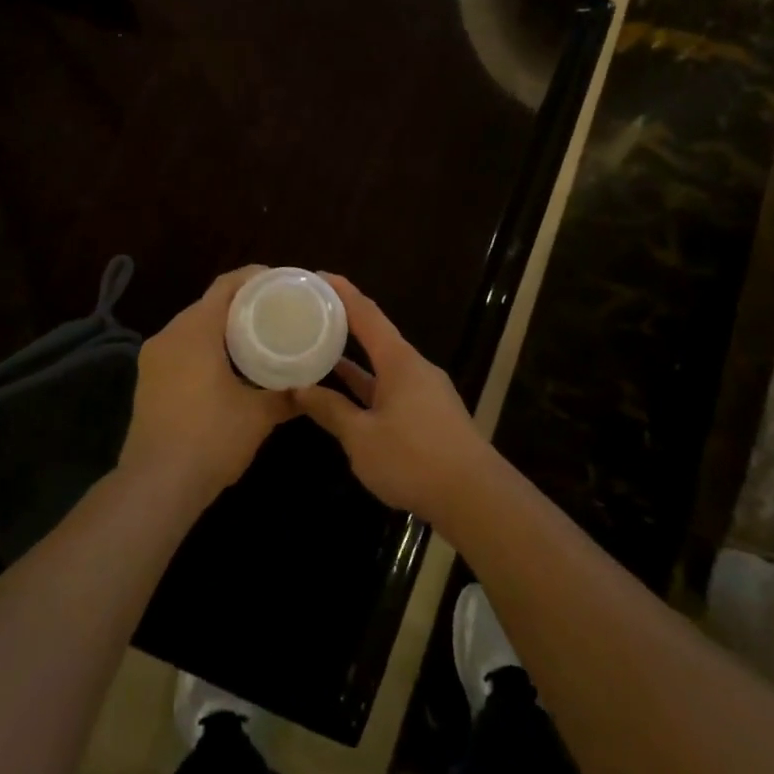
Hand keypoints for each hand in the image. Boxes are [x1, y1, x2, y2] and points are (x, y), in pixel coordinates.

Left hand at [121, 266, 295, 509]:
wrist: (156, 485)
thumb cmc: (211, 438)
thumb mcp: (259, 415)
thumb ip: (287, 395)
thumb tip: (311, 388)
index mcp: (195, 330)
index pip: (226, 286)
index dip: (255, 277)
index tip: (282, 282)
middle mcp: (169, 335)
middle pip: (208, 303)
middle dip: (241, 303)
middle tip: (275, 310)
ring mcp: (153, 358)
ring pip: (192, 327)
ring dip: (221, 327)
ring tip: (256, 336)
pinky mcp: (148, 380)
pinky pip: (181, 348)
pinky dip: (205, 346)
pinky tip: (227, 365)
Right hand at [291, 274, 494, 524]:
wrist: (475, 497)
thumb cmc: (413, 458)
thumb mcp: (361, 437)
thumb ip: (331, 410)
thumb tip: (299, 389)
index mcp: (399, 361)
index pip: (367, 314)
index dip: (342, 293)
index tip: (318, 276)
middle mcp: (414, 368)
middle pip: (376, 336)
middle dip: (345, 324)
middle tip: (311, 314)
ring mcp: (425, 392)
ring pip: (383, 366)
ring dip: (354, 359)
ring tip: (321, 349)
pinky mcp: (430, 416)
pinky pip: (391, 389)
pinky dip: (368, 386)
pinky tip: (348, 396)